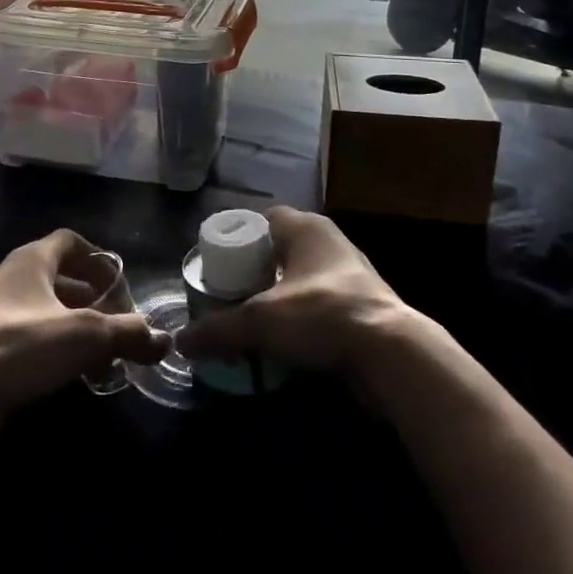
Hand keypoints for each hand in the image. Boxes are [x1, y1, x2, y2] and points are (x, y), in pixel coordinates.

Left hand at [0, 229, 168, 456]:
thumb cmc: (22, 346)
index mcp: (32, 260)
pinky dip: (56, 351)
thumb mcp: (86, 336)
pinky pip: (31, 340)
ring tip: (104, 359)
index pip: (70, 242)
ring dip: (77, 331)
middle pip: (61, 280)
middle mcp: (11, 279)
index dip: (99, 259)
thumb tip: (165, 341)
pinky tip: (73, 378)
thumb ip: (129, 334)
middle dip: (94, 303)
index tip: (120, 286)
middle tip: (119, 328)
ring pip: (47, 313)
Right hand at [174, 207, 410, 375]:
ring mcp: (349, 274)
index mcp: (306, 228)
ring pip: (300, 279)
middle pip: (279, 250)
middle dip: (254, 272)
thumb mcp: (261, 320)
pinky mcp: (361, 307)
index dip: (237, 237)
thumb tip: (181, 342)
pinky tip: (281, 342)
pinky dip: (299, 319)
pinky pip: (318, 306)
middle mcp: (328, 242)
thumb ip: (219, 328)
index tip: (216, 264)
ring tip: (249, 321)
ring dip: (277, 297)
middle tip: (227, 295)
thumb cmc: (322, 314)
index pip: (263, 219)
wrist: (391, 354)